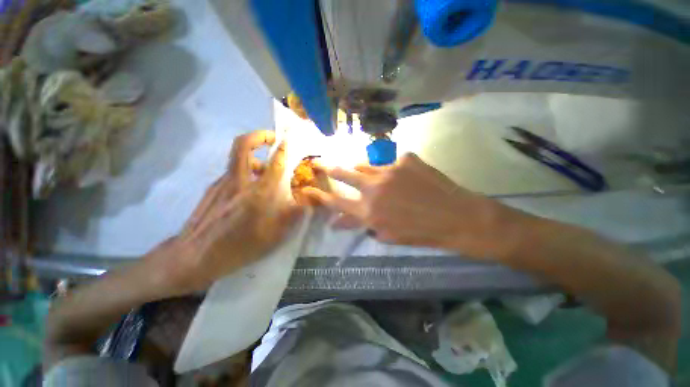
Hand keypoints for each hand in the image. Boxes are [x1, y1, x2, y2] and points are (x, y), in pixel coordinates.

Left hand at [157, 130, 302, 294]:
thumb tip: (308, 202)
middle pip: (243, 145)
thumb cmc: (237, 248)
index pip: (273, 164)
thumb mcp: (272, 237)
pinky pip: (232, 172)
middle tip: (272, 138)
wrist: (192, 257)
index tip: (290, 140)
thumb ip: (292, 216)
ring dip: (254, 157)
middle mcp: (238, 182)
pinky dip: (245, 172)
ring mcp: (221, 183)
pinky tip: (249, 190)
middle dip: (259, 136)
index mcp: (257, 195)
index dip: (283, 149)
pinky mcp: (212, 189)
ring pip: (237, 158)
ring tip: (265, 170)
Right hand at [303, 153, 517, 257]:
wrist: (457, 217)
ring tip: (362, 172)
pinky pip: (389, 162)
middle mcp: (374, 188)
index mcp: (369, 211)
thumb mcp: (387, 234)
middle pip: (343, 173)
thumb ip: (362, 224)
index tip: (308, 188)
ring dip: (360, 169)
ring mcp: (389, 169)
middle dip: (328, 168)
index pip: (336, 201)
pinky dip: (388, 169)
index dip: (320, 195)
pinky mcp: (405, 159)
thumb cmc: (421, 233)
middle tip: (319, 163)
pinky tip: (400, 176)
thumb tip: (340, 220)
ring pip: (364, 164)